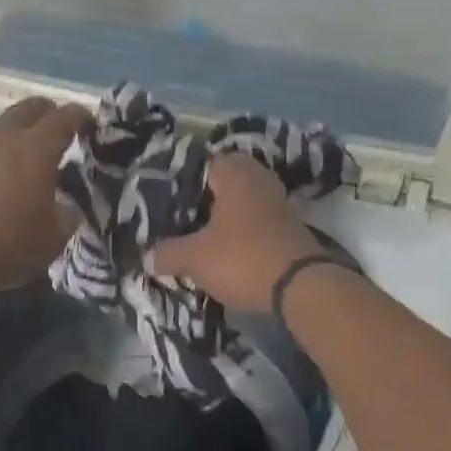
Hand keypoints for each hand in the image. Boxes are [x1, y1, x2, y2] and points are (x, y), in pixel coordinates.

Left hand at [0, 98, 90, 299]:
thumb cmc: (6, 246)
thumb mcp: (52, 238)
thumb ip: (65, 215)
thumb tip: (64, 206)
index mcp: (35, 149)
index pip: (64, 118)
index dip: (79, 115)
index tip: (87, 120)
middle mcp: (0, 138)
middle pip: (27, 108)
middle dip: (45, 112)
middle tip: (54, 126)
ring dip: (9, 136)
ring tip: (15, 159)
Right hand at [151, 154, 322, 312]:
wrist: (303, 288)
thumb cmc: (243, 259)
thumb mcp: (195, 258)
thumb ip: (168, 253)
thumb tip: (146, 257)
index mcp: (235, 173)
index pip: (201, 162)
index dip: (180, 179)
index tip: (163, 197)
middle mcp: (259, 178)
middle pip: (223, 181)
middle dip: (203, 197)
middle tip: (180, 216)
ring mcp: (278, 201)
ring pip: (241, 200)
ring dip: (224, 214)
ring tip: (198, 232)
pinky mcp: (289, 225)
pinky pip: (256, 218)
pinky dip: (241, 228)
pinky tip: (224, 246)